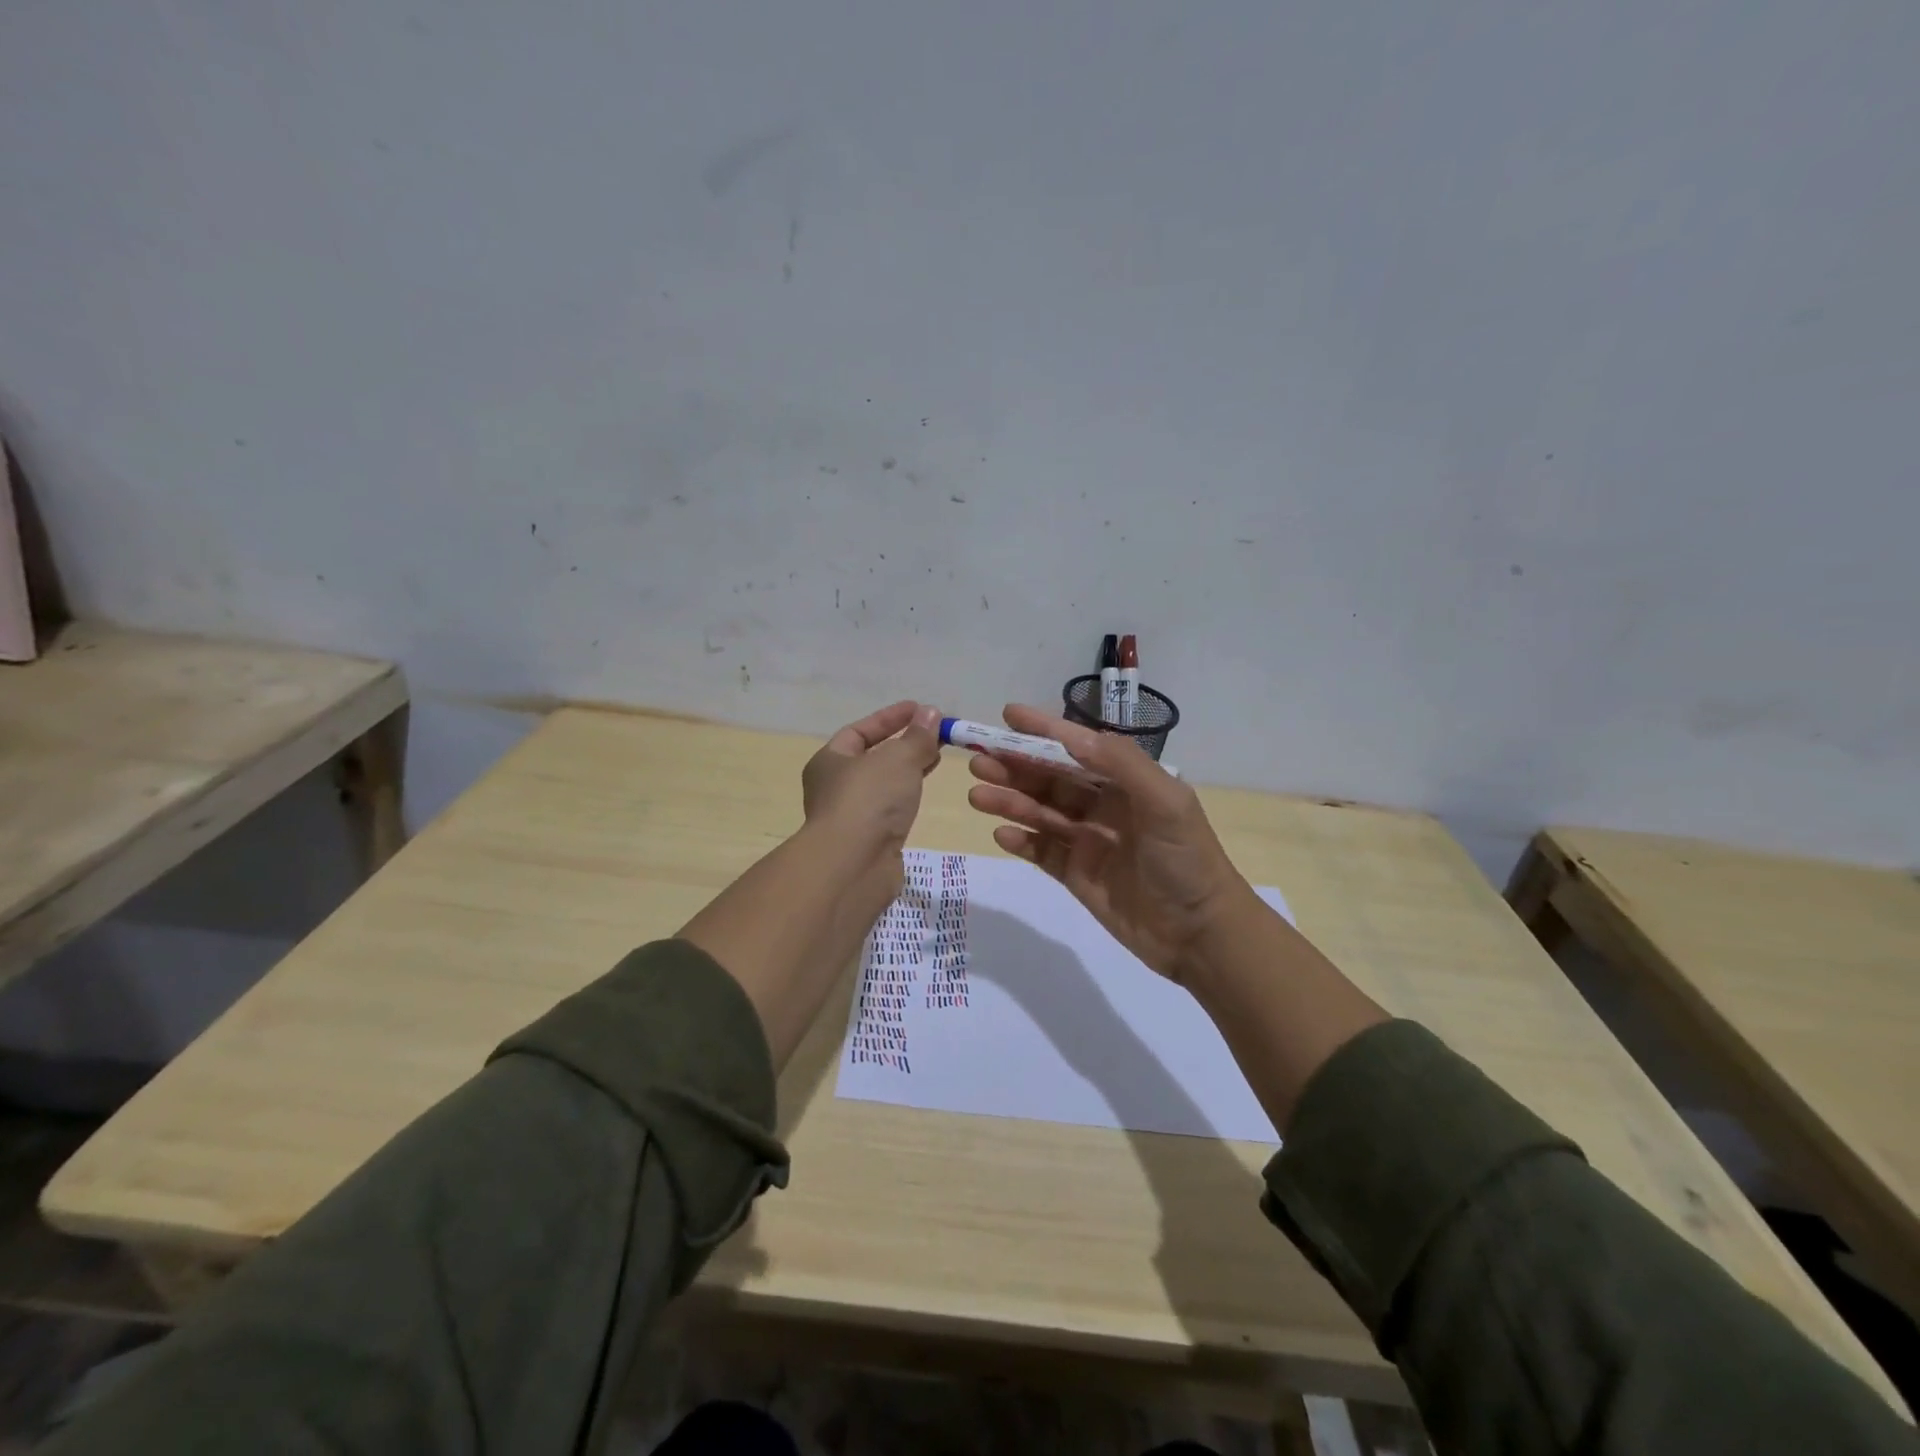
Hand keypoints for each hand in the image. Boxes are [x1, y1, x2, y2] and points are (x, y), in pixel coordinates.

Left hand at [801, 700, 942, 918]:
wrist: (853, 866)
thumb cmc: (869, 800)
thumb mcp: (898, 758)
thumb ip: (917, 737)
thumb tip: (931, 713)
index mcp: (829, 761)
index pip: (860, 731)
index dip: (891, 718)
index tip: (920, 709)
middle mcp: (834, 787)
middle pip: (872, 757)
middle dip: (903, 744)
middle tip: (935, 734)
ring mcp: (850, 816)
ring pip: (882, 785)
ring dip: (907, 770)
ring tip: (936, 759)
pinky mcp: (868, 841)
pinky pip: (889, 809)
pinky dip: (906, 796)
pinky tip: (924, 793)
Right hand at [965, 705, 1249, 981]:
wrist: (1201, 934)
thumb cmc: (1186, 860)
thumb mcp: (1165, 802)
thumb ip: (1121, 763)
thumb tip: (1072, 735)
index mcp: (1127, 782)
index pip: (1078, 748)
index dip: (1044, 730)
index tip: (1007, 715)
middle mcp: (1104, 806)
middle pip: (1051, 779)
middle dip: (1015, 767)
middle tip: (978, 760)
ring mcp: (1088, 841)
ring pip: (1041, 814)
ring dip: (1010, 801)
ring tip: (978, 795)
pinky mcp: (1078, 875)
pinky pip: (1042, 852)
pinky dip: (1022, 841)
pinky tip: (1002, 834)